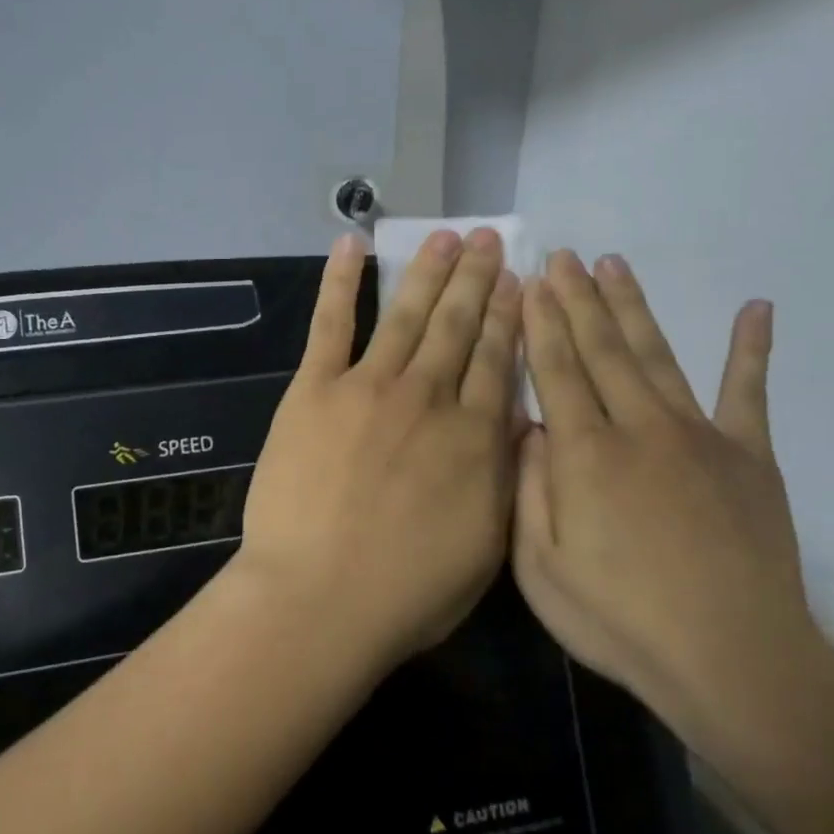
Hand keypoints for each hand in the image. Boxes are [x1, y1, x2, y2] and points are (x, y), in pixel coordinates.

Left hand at [239, 228, 521, 668]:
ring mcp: (368, 387)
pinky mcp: (314, 390)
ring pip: (406, 315)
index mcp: (474, 436)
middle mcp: (428, 397)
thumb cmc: (407, 591)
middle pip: (458, 325)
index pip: (497, 359)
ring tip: (446, 236)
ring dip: (427, 271)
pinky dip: (340, 281)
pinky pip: (331, 324)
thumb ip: (501, 474)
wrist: (319, 598)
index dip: (509, 315)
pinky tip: (352, 244)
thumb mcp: (486, 544)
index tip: (518, 280)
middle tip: (489, 239)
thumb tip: (515, 421)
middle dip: (477, 279)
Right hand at [512, 251, 816, 729]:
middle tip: (563, 256)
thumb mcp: (540, 569)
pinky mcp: (750, 457)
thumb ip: (529, 490)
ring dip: (633, 307)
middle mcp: (639, 428)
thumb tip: (528, 427)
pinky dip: (752, 350)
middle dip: (577, 299)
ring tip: (614, 264)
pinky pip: (749, 393)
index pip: (556, 370)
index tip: (531, 281)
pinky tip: (756, 309)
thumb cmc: (620, 620)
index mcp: (585, 454)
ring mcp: (699, 436)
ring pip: (658, 355)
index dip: (541, 323)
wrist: (732, 661)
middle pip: (602, 348)